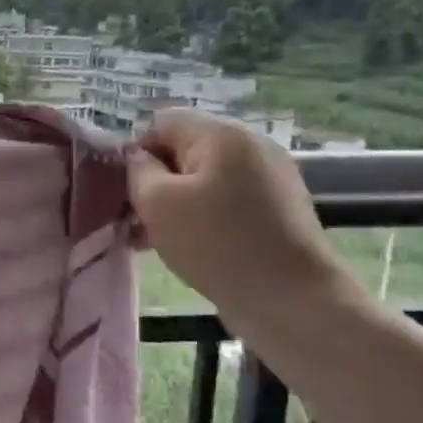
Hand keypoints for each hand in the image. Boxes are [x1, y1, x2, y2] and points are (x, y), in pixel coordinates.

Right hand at [128, 110, 349, 311]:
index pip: (161, 123)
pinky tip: (191, 246)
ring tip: (157, 239)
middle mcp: (251, 145)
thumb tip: (141, 159)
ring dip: (177, 202)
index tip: (128, 192)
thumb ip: (138, 170)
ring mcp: (270, 177)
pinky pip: (228, 200)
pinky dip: (204, 216)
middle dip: (156, 181)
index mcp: (222, 134)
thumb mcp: (157, 202)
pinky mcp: (279, 209)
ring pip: (205, 178)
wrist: (293, 300)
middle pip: (185, 149)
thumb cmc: (216, 244)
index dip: (137, 153)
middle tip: (137, 220)